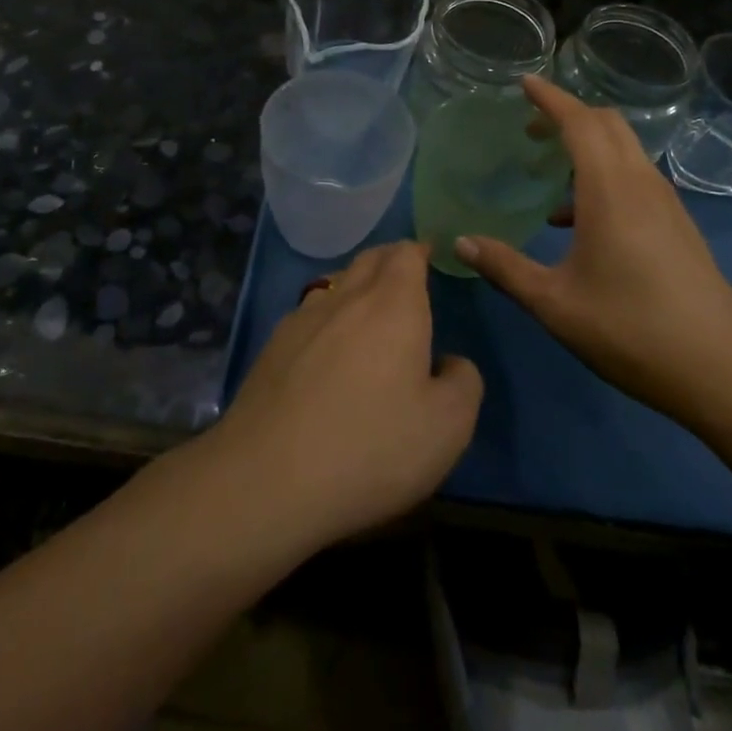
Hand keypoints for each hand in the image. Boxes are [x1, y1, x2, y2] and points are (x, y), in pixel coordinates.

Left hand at [212, 241, 482, 553]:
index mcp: (394, 305)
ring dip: (356, 285)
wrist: (268, 479)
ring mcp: (302, 320)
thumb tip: (449, 363)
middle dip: (390, 260)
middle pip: (369, 260)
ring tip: (368, 309)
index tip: (430, 258)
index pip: (406, 254)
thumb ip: (463, 382)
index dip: (420, 251)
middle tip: (406, 277)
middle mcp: (346, 298)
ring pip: (335, 283)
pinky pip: (308, 314)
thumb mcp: (448, 427)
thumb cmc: (371, 447)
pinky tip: (326, 349)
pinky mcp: (272, 348)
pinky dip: (326, 317)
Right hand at [455, 76, 731, 431]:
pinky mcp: (678, 225)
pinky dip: (604, 174)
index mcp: (610, 190)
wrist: (722, 370)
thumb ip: (505, 268)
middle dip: (569, 115)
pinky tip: (578, 221)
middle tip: (530, 128)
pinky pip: (635, 177)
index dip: (550, 98)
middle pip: (608, 125)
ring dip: (588, 145)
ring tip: (548, 171)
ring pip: (625, 150)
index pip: (580, 122)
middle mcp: (641, 183)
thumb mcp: (555, 303)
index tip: (524, 82)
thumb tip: (460, 242)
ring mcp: (666, 203)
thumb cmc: (630, 330)